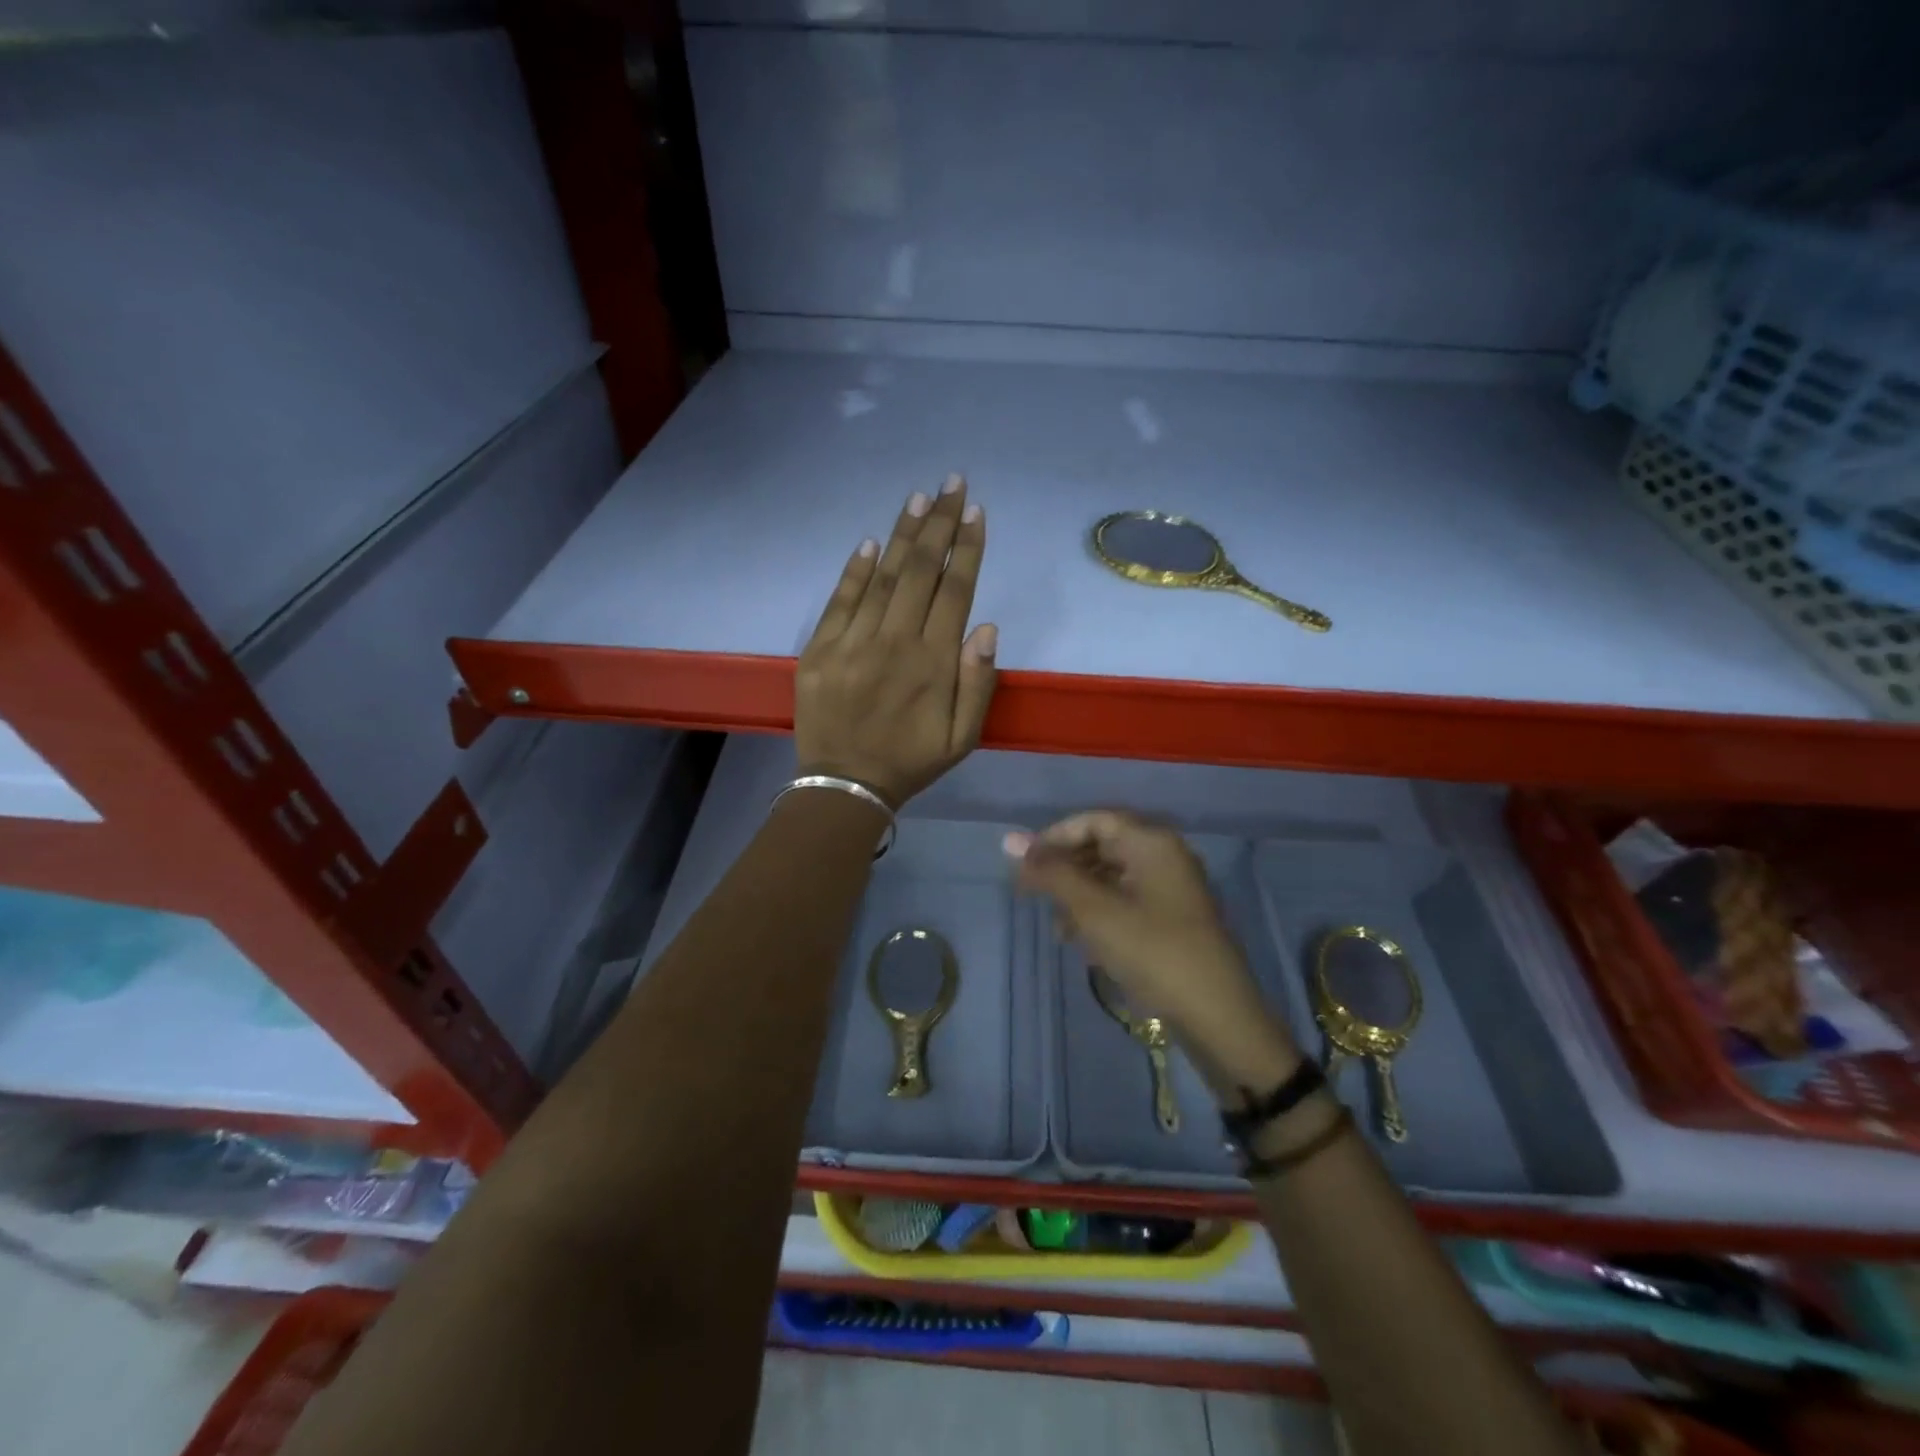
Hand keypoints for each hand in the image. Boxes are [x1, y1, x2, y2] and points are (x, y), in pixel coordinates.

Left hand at [794, 476, 997, 807]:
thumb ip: (978, 683)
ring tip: (918, 499)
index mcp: (933, 664)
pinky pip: (840, 600)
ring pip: (882, 578)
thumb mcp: (963, 737)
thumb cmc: (911, 760)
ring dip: (902, 535)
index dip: (967, 549)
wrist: (845, 785)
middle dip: (939, 524)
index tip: (975, 512)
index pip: (955, 592)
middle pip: (920, 572)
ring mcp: (852, 643)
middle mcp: (894, 643)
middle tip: (951, 484)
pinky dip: (855, 569)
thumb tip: (985, 626)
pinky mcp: (819, 650)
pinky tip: (871, 541)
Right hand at [1007, 811, 1301, 1089]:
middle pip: (1103, 846)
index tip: (1025, 866)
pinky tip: (1086, 943)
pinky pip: (1128, 900)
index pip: (1093, 820)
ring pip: (1113, 876)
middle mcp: (1166, 855)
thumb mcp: (1094, 910)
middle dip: (1066, 869)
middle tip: (1034, 896)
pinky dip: (1101, 913)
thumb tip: (1010, 839)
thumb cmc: (1152, 952)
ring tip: (1059, 928)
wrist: (1217, 1016)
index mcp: (1152, 842)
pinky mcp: (1175, 918)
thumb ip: (1052, 872)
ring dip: (1080, 895)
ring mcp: (1173, 887)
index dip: (1054, 838)